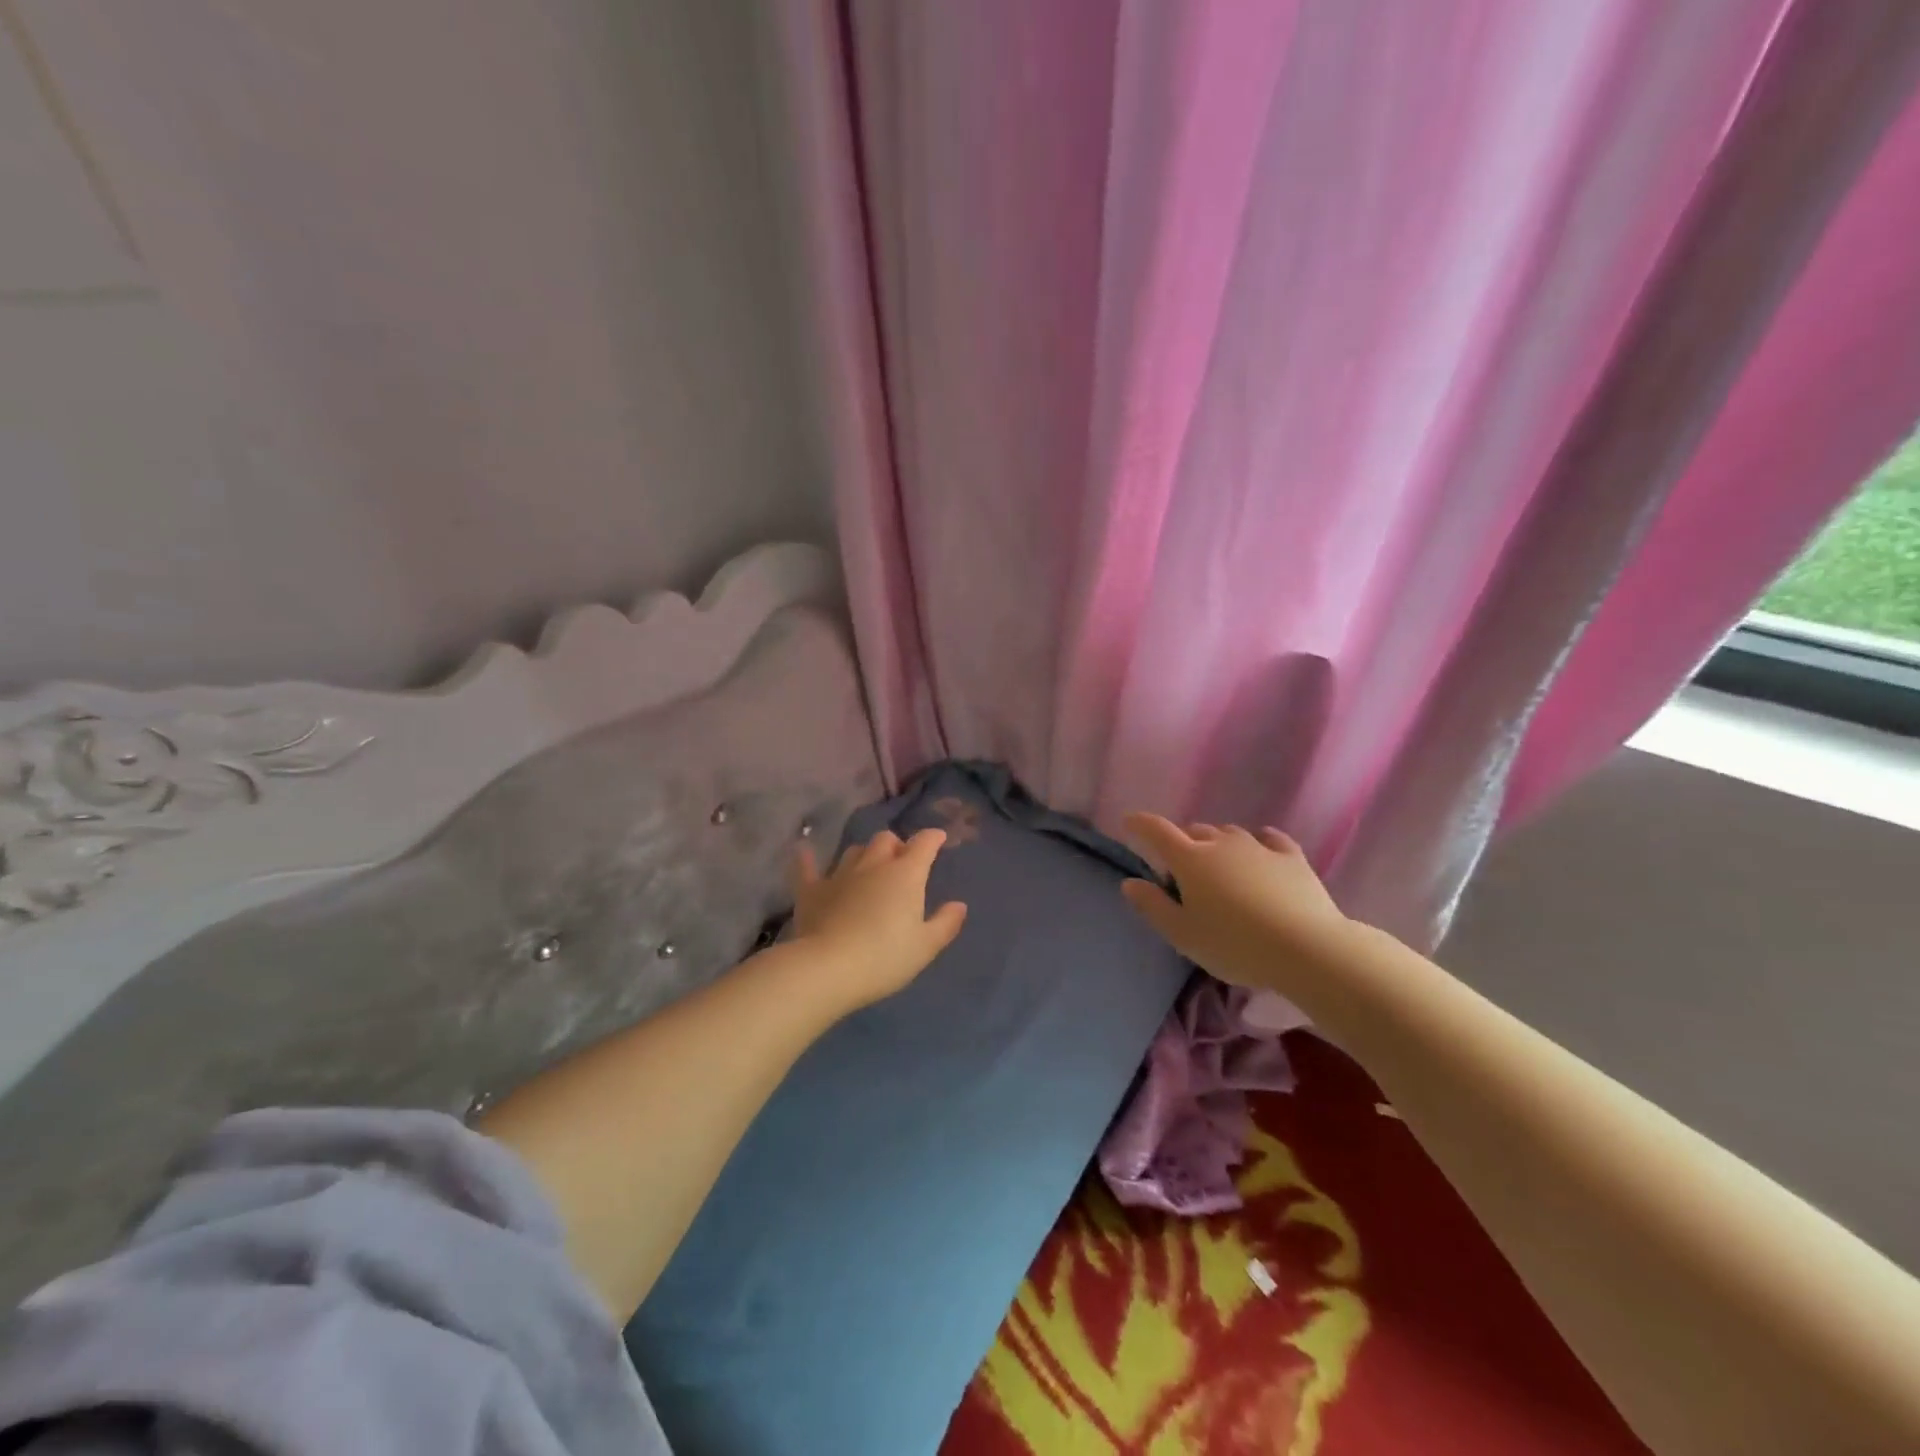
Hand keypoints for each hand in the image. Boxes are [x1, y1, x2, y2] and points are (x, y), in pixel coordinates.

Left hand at [789, 828, 967, 1008]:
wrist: (828, 968)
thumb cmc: (885, 957)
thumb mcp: (925, 946)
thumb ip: (945, 923)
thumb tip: (959, 905)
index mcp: (905, 874)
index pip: (923, 844)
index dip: (933, 838)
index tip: (938, 838)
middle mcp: (873, 865)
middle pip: (885, 840)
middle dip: (896, 846)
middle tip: (901, 862)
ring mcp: (839, 875)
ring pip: (854, 851)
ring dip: (865, 854)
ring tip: (869, 866)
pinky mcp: (812, 890)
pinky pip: (808, 868)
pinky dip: (808, 859)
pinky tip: (804, 850)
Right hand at [1120, 814, 1356, 991]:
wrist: (1306, 948)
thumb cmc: (1234, 945)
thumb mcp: (1183, 935)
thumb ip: (1153, 906)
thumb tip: (1131, 883)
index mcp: (1190, 859)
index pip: (1157, 831)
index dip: (1140, 824)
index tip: (1129, 821)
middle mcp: (1221, 843)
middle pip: (1195, 831)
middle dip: (1183, 842)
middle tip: (1182, 871)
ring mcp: (1258, 847)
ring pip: (1229, 833)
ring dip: (1218, 843)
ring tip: (1220, 865)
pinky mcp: (1291, 857)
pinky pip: (1269, 839)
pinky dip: (1258, 841)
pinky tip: (1261, 849)